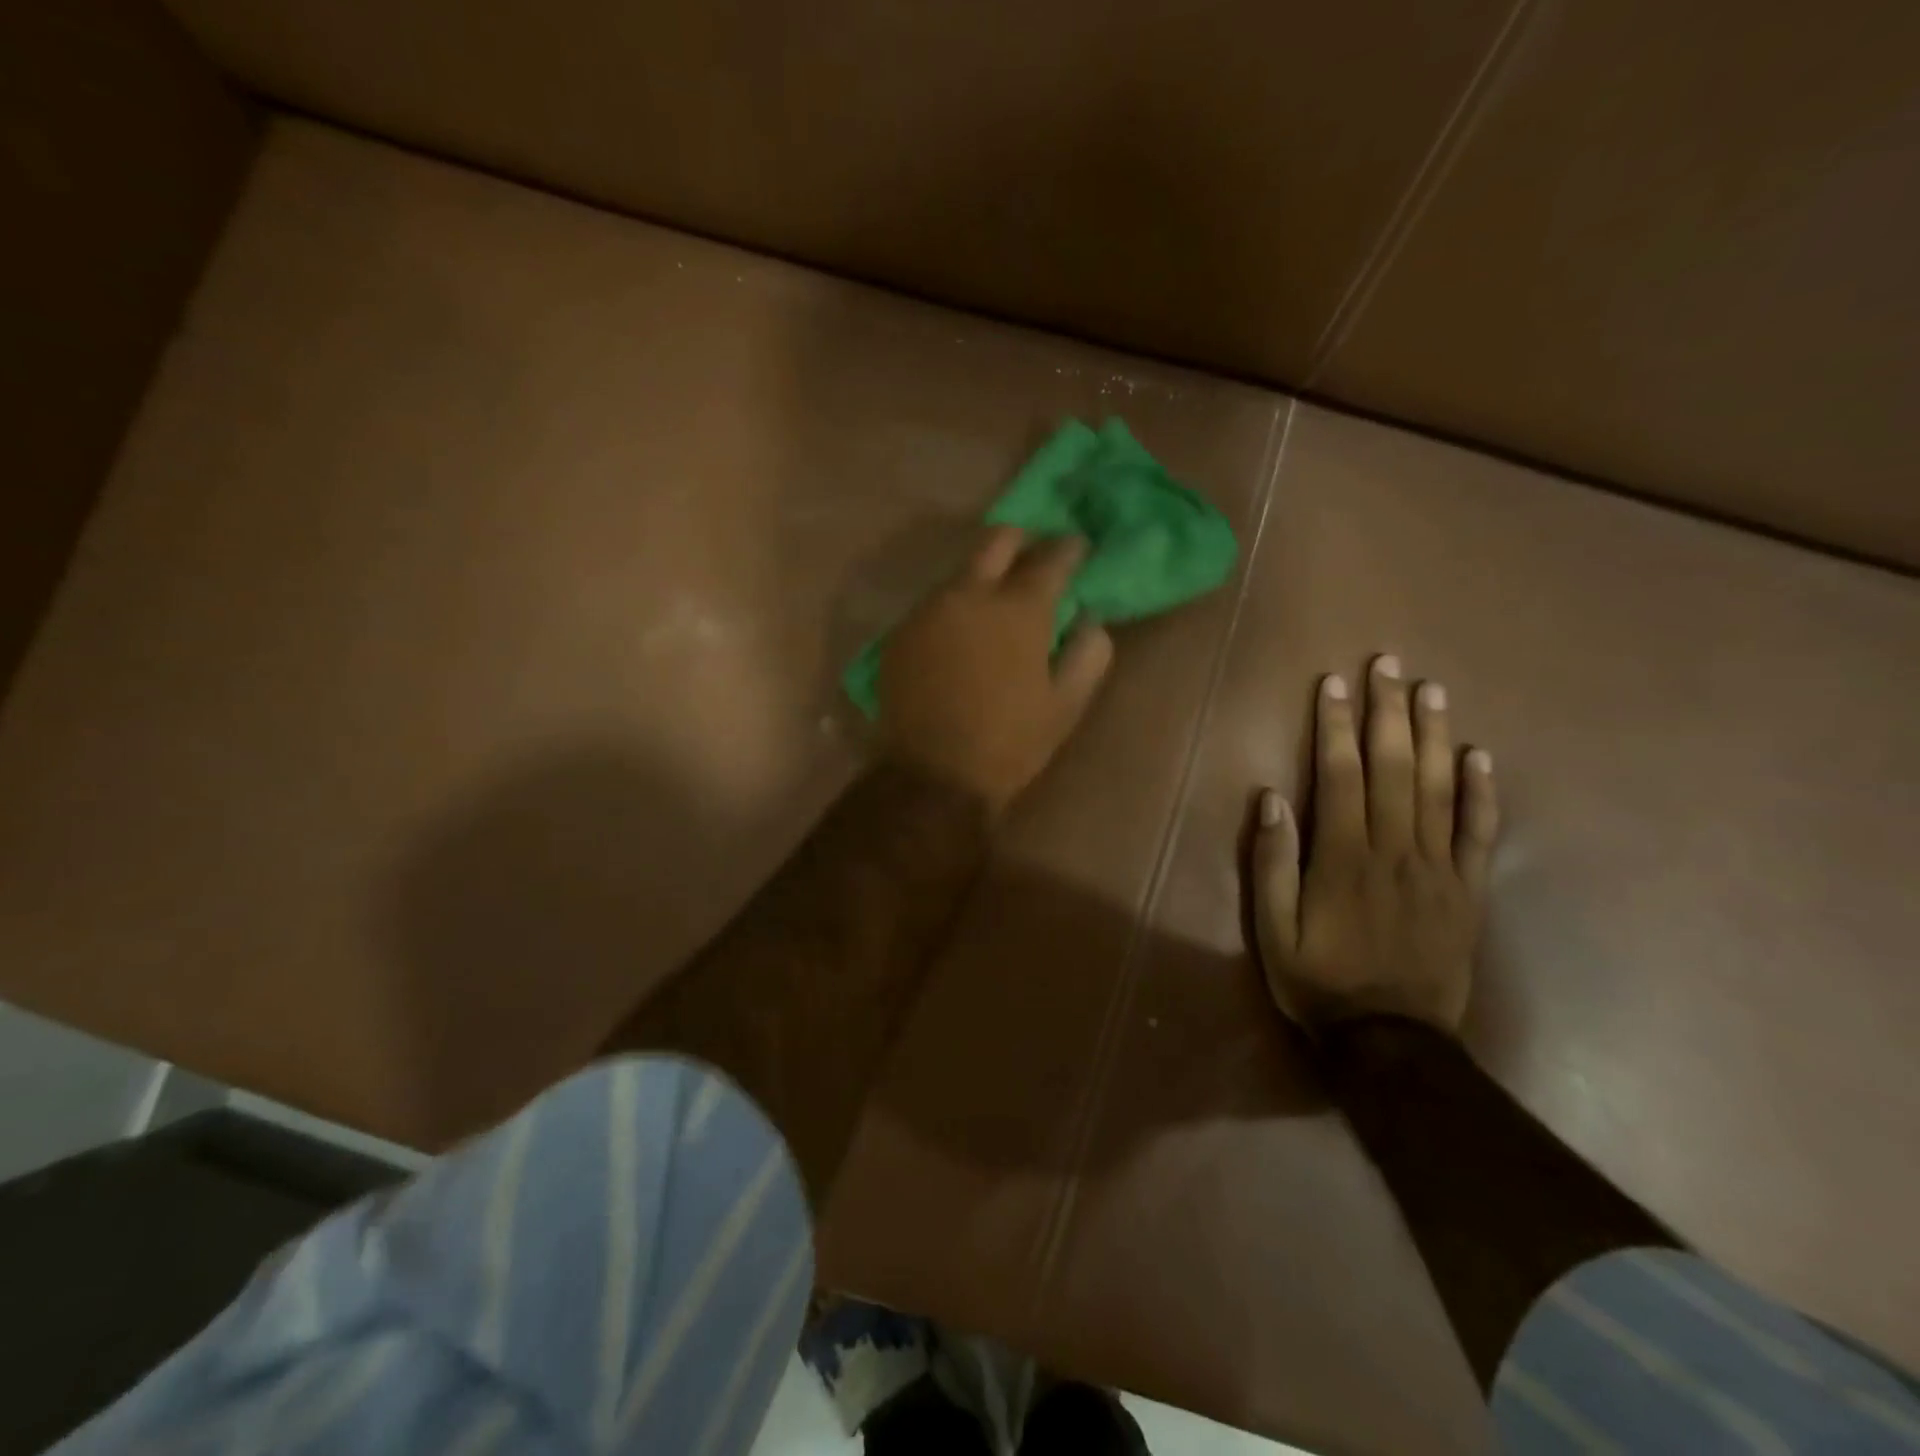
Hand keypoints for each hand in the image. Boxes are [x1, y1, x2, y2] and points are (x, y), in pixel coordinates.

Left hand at [878, 527, 1113, 815]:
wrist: (932, 776)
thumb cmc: (1009, 743)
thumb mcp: (1065, 706)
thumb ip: (1088, 654)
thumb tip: (1089, 621)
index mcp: (1019, 608)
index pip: (1052, 557)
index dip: (1070, 548)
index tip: (1077, 548)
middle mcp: (971, 593)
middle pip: (997, 539)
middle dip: (1021, 539)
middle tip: (1034, 556)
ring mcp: (929, 609)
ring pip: (961, 570)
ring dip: (984, 575)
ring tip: (996, 601)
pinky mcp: (901, 631)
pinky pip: (935, 602)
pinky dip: (955, 606)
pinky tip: (961, 633)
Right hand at [1253, 655, 1498, 1034]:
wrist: (1392, 1041)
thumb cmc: (1319, 981)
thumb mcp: (1272, 930)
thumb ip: (1272, 864)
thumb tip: (1271, 800)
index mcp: (1343, 859)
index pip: (1341, 776)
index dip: (1337, 727)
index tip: (1335, 684)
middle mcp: (1395, 852)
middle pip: (1394, 769)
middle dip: (1388, 712)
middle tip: (1389, 665)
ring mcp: (1439, 870)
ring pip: (1439, 790)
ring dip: (1434, 735)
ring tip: (1432, 690)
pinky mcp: (1468, 891)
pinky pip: (1480, 834)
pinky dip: (1482, 792)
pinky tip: (1479, 755)